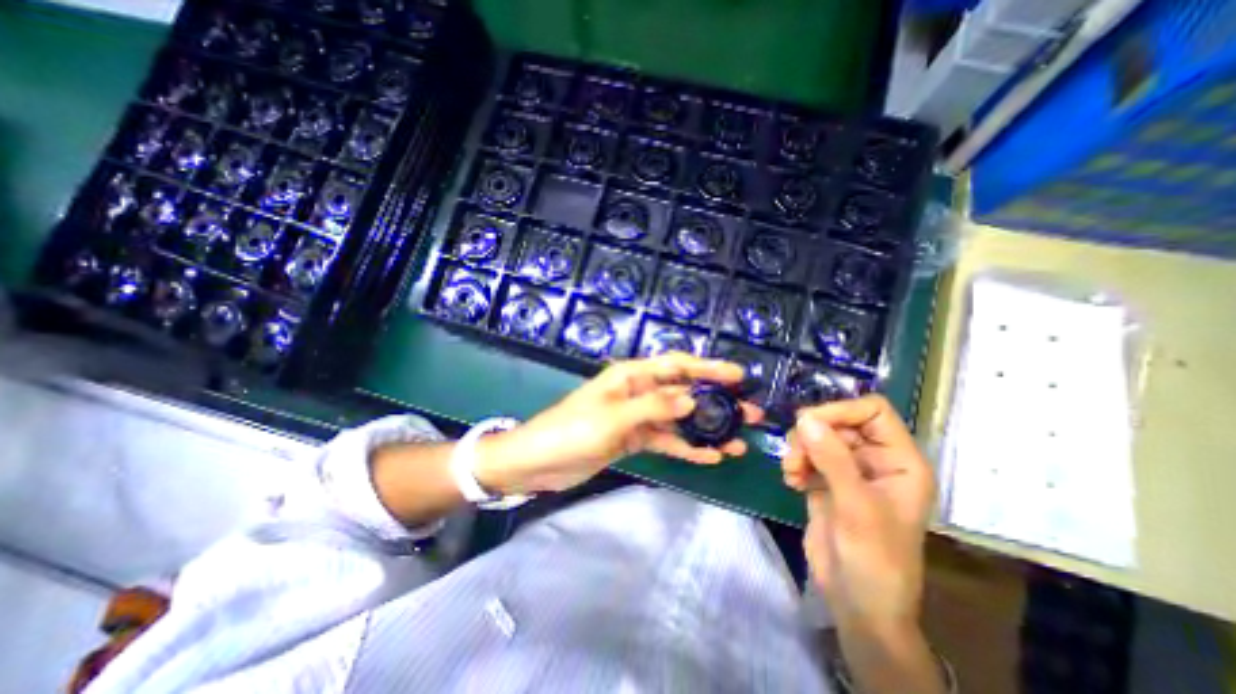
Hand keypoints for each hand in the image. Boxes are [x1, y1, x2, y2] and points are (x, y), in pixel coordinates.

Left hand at [481, 355, 762, 495]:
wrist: (538, 462)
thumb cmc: (571, 430)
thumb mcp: (613, 416)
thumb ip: (654, 407)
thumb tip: (693, 398)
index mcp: (631, 376)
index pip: (676, 366)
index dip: (708, 368)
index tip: (738, 376)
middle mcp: (638, 392)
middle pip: (684, 392)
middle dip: (716, 401)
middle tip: (749, 412)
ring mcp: (637, 417)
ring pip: (679, 419)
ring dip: (707, 429)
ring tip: (738, 441)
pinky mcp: (634, 439)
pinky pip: (666, 441)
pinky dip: (686, 448)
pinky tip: (710, 458)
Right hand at [785, 396, 930, 637]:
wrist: (857, 603)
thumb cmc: (874, 560)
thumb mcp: (856, 507)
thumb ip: (832, 460)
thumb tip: (804, 418)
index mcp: (899, 461)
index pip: (873, 411)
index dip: (841, 410)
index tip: (809, 423)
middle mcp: (874, 459)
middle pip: (839, 421)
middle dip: (813, 434)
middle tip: (795, 454)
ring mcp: (848, 470)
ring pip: (818, 436)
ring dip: (799, 449)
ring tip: (792, 471)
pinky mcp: (826, 481)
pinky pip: (806, 455)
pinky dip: (795, 462)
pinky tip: (791, 481)